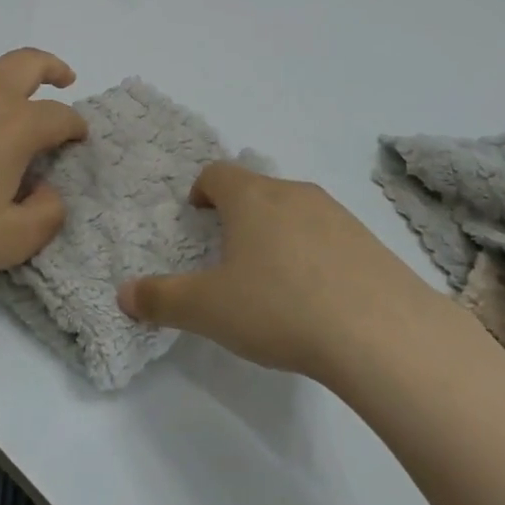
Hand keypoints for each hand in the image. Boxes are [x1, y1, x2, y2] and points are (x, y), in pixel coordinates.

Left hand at [0, 48, 88, 284]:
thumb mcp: (11, 240)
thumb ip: (46, 216)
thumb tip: (47, 192)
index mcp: (16, 123)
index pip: (60, 116)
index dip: (76, 127)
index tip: (79, 141)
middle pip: (28, 63)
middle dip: (53, 67)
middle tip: (65, 80)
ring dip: (10, 84)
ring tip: (11, 116)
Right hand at [117, 163, 440, 379]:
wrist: (380, 331)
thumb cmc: (279, 308)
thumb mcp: (208, 310)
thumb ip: (162, 299)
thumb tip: (124, 295)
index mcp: (252, 199)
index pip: (218, 173)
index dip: (202, 190)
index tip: (197, 214)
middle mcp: (294, 194)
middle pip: (258, 189)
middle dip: (239, 213)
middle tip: (229, 252)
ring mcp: (337, 214)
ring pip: (295, 210)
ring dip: (278, 231)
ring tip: (273, 276)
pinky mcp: (368, 240)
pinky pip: (329, 235)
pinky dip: (313, 252)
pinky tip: (316, 294)